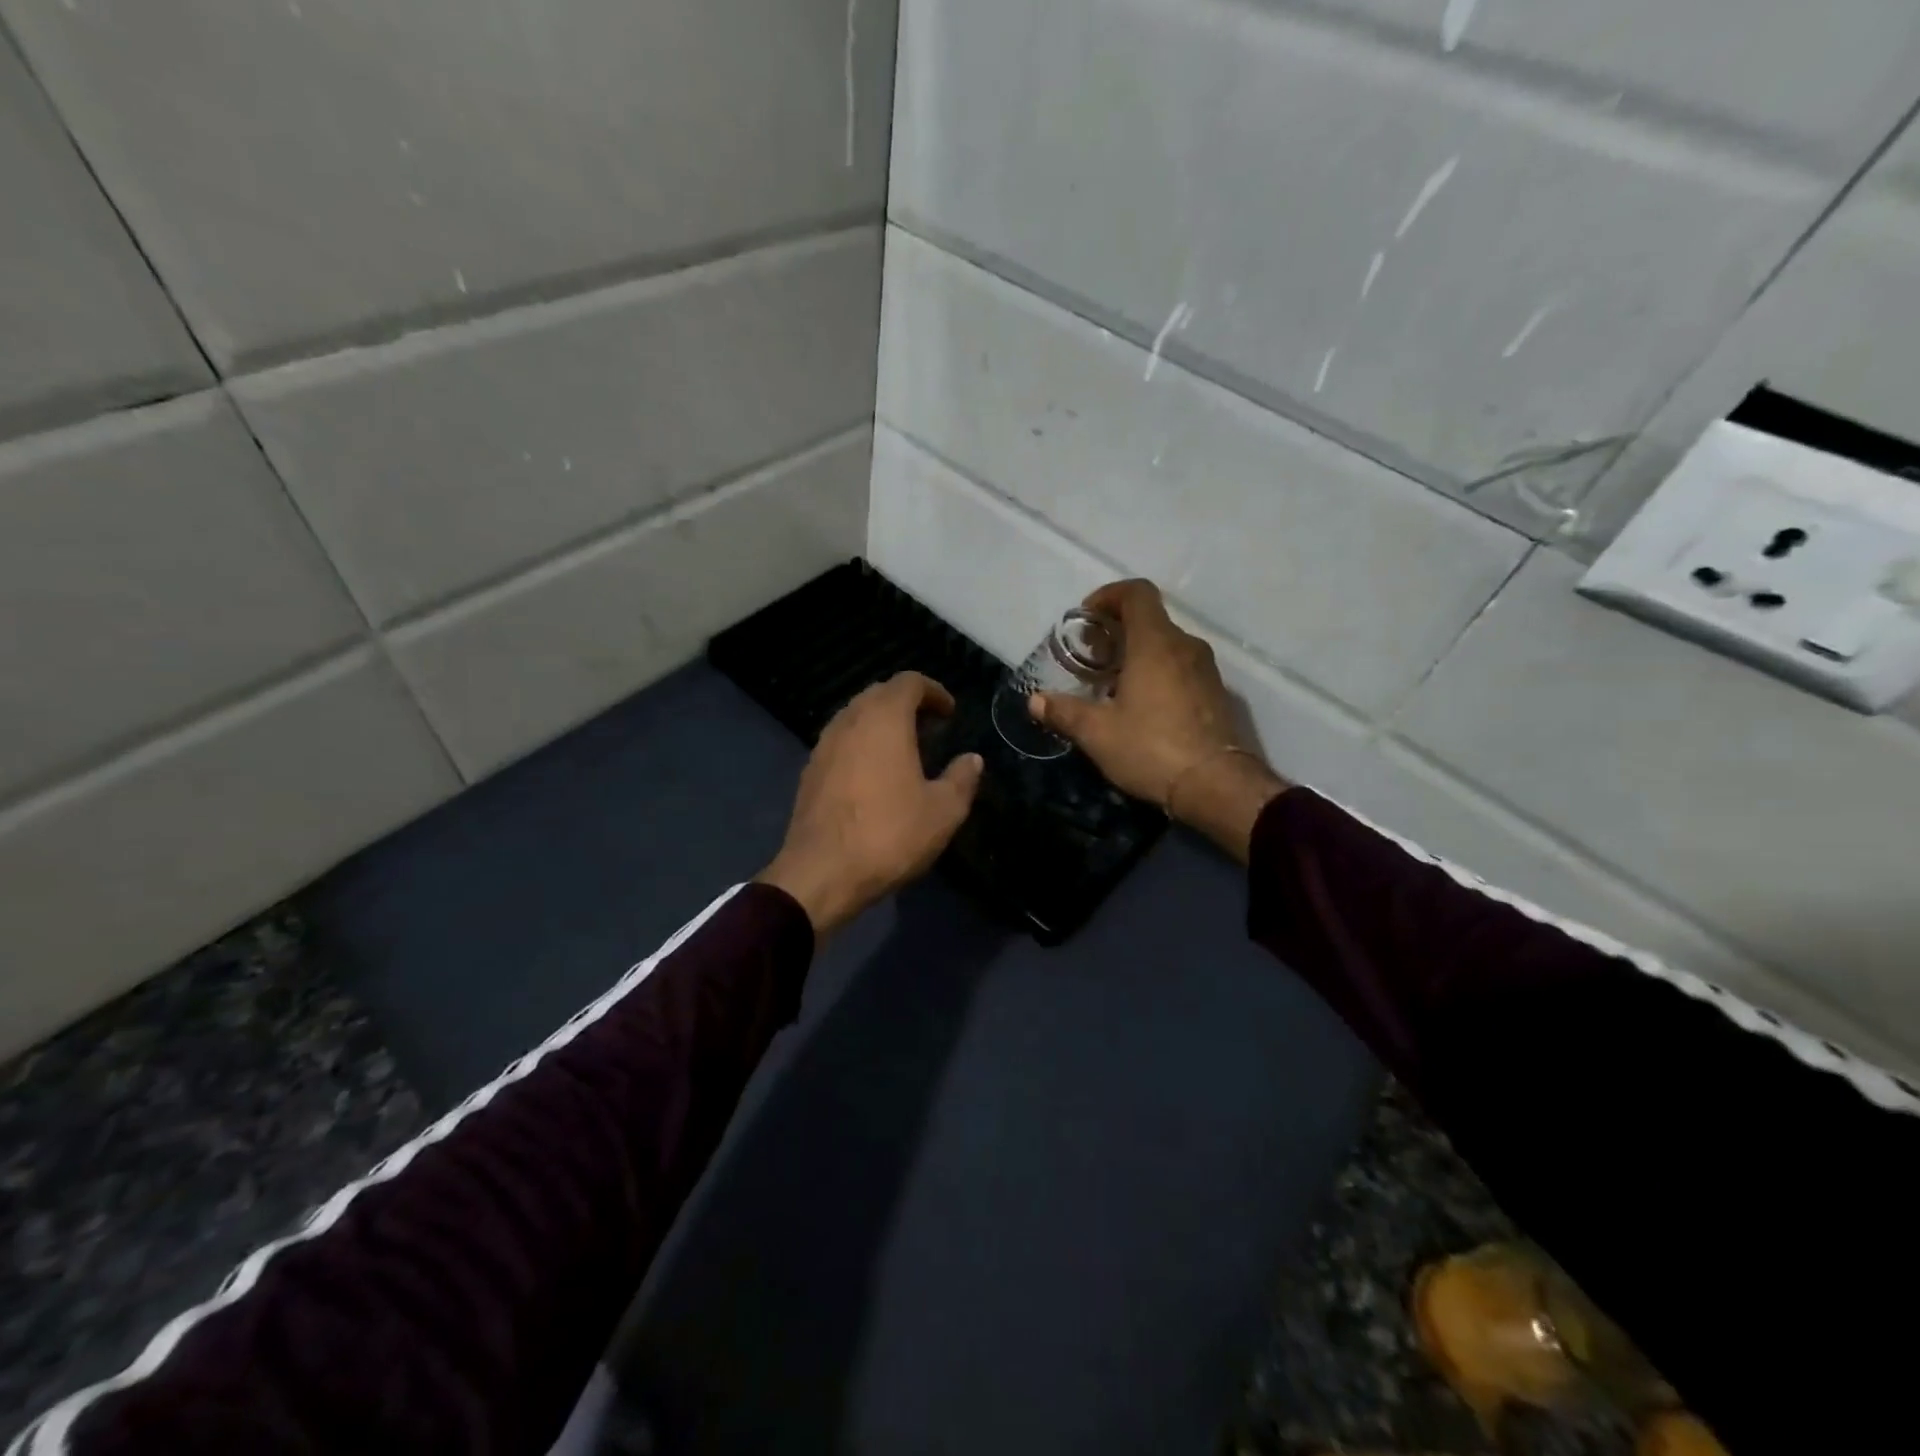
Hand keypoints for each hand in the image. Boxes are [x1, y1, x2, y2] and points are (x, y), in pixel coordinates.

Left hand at [757, 672, 983, 936]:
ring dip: (881, 723)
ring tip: (904, 750)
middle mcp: (849, 721)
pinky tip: (874, 774)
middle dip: (907, 703)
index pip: (909, 682)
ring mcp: (824, 745)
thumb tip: (971, 759)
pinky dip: (861, 744)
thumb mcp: (943, 811)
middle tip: (930, 728)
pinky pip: (841, 741)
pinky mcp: (810, 771)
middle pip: (879, 694)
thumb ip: (962, 779)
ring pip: (856, 716)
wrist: (821, 873)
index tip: (950, 712)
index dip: (934, 691)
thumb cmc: (889, 835)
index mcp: (884, 719)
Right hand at [1030, 579, 1288, 860]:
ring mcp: (1206, 670)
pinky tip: (1141, 707)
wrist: (1217, 786)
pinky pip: (1181, 668)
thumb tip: (1035, 701)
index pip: (1136, 593)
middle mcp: (1185, 646)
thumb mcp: (1097, 733)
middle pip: (1150, 619)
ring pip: (1166, 645)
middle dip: (1116, 631)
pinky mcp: (1216, 694)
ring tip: (1112, 685)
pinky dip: (1157, 673)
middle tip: (1091, 659)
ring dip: (1137, 654)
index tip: (1086, 620)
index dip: (1108, 596)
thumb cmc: (1151, 748)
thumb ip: (1063, 712)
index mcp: (1155, 643)